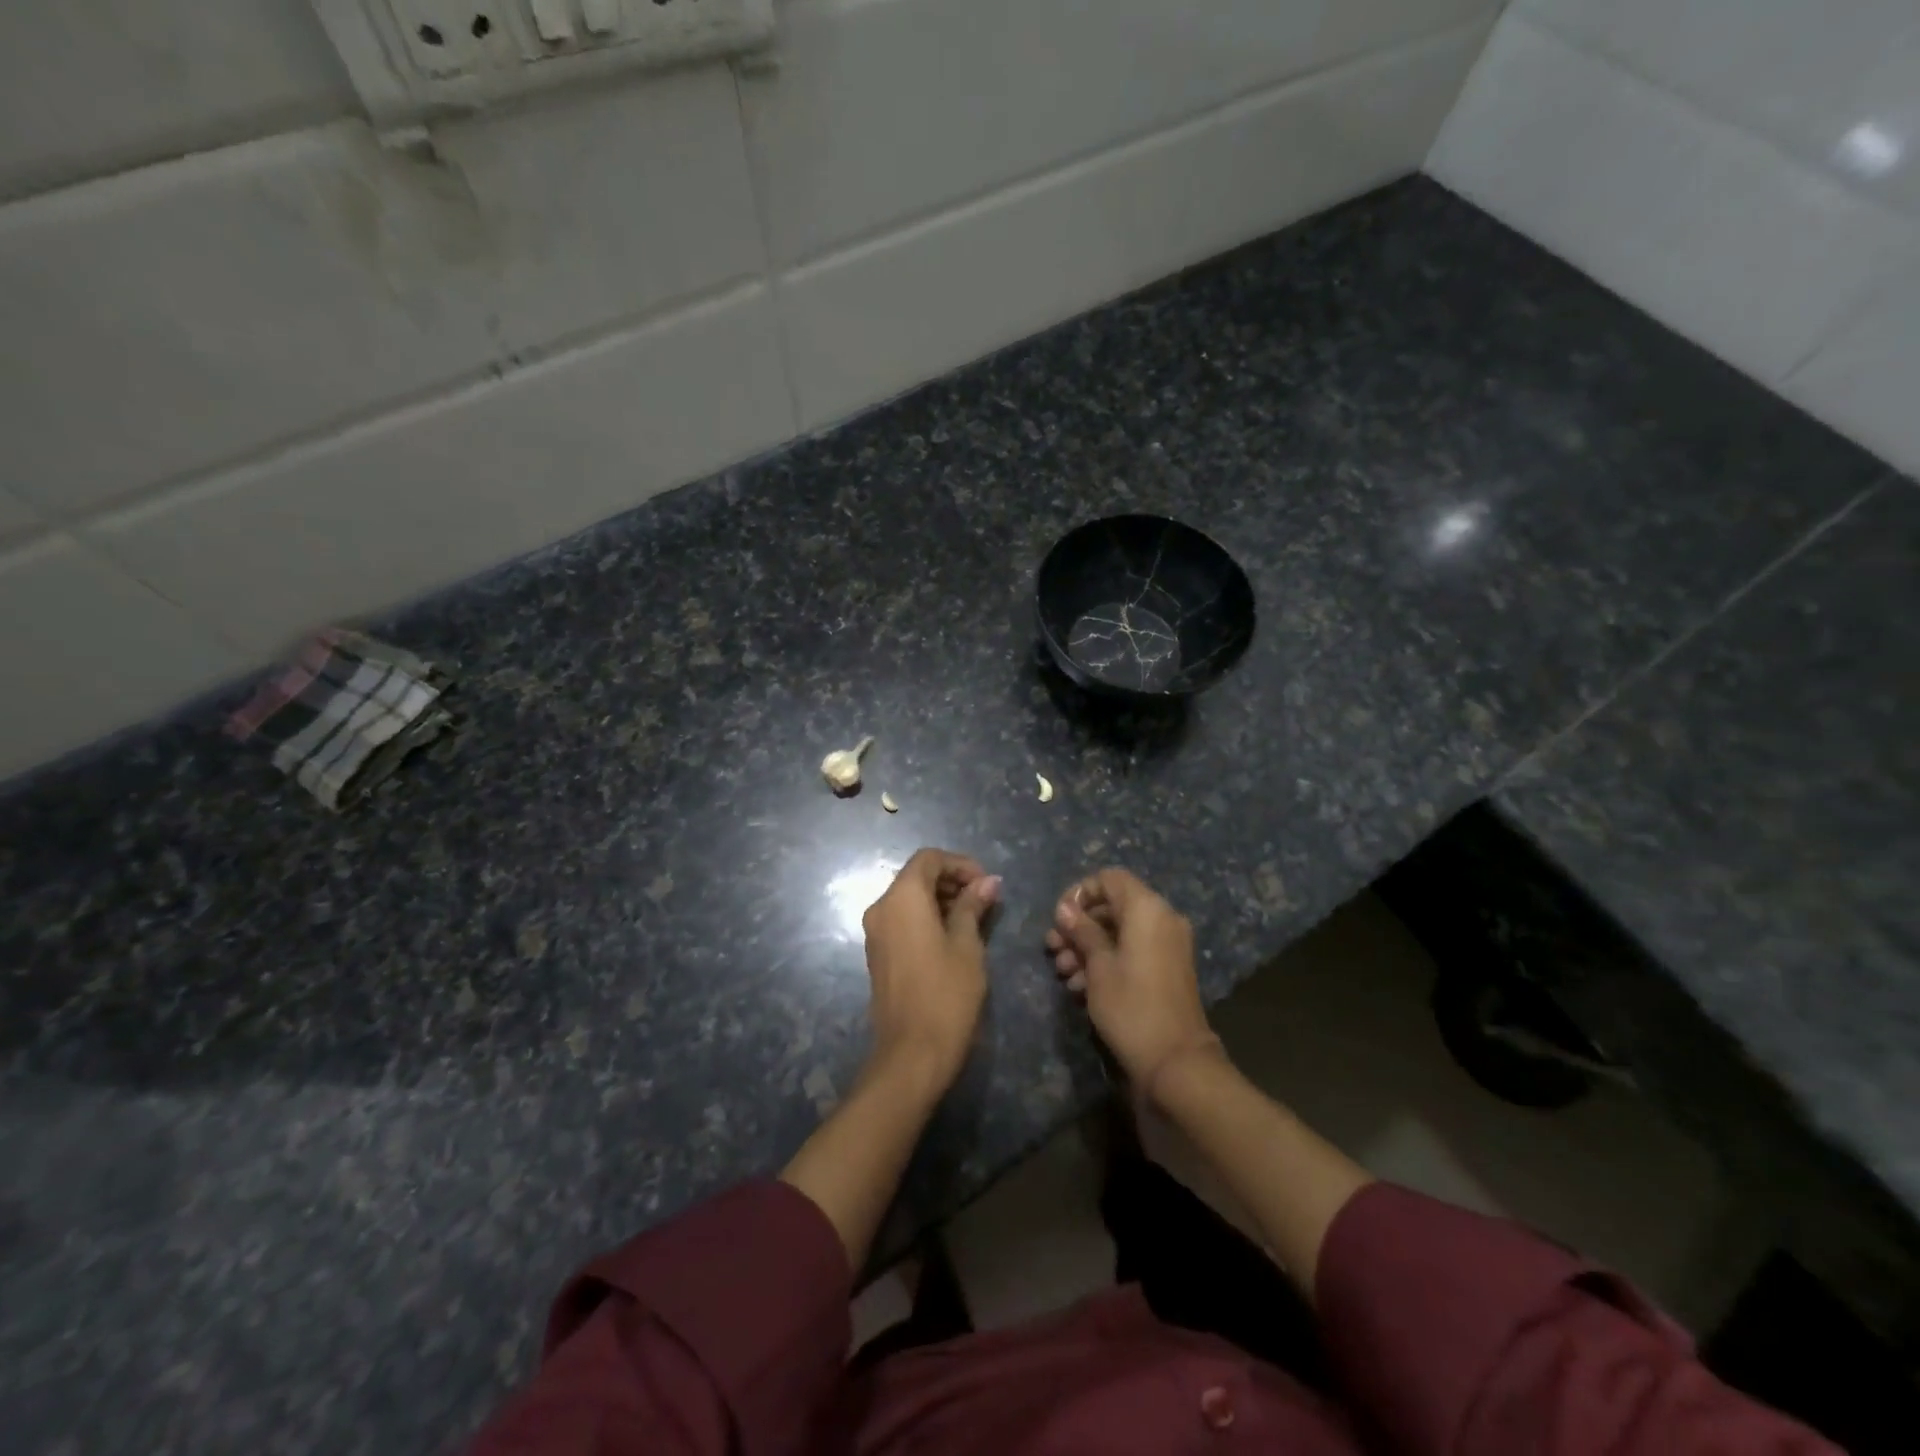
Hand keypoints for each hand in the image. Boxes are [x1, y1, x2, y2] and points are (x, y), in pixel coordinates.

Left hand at [861, 849, 1001, 1091]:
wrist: (911, 1054)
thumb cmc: (946, 994)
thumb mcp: (968, 946)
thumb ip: (973, 906)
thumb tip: (988, 882)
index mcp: (902, 898)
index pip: (929, 859)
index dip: (960, 864)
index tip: (987, 884)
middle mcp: (881, 908)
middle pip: (916, 876)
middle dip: (952, 881)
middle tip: (985, 901)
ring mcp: (875, 933)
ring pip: (909, 899)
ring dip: (940, 900)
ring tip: (975, 920)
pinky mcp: (877, 954)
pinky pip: (902, 921)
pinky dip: (926, 918)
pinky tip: (953, 938)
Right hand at [1047, 868, 1218, 1090]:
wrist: (1175, 1062)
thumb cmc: (1131, 1006)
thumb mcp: (1098, 966)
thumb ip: (1082, 931)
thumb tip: (1065, 909)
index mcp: (1148, 909)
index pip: (1110, 879)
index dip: (1080, 893)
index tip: (1059, 918)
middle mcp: (1162, 920)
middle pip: (1112, 907)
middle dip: (1079, 926)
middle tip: (1053, 949)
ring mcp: (1166, 946)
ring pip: (1119, 932)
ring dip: (1088, 947)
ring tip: (1063, 973)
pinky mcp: (1165, 970)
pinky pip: (1132, 952)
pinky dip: (1107, 961)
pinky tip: (1080, 987)